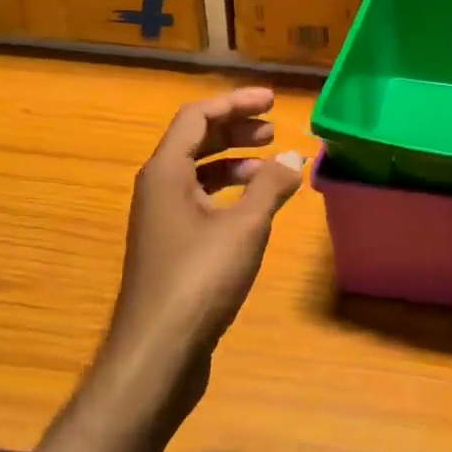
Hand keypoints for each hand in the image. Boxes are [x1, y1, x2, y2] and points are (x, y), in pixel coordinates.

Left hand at [105, 89, 305, 407]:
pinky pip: (201, 202)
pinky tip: (255, 208)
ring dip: (234, 162)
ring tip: (272, 167)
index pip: (197, 117)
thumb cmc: (199, 279)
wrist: (158, 351)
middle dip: (235, 130)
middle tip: (274, 130)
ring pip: (199, 174)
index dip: (235, 103)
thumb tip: (295, 158)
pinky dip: (229, 194)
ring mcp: (162, 220)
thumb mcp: (244, 227)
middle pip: (196, 142)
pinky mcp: (172, 247)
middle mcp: (157, 189)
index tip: (273, 101)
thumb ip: (270, 187)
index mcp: (165, 172)